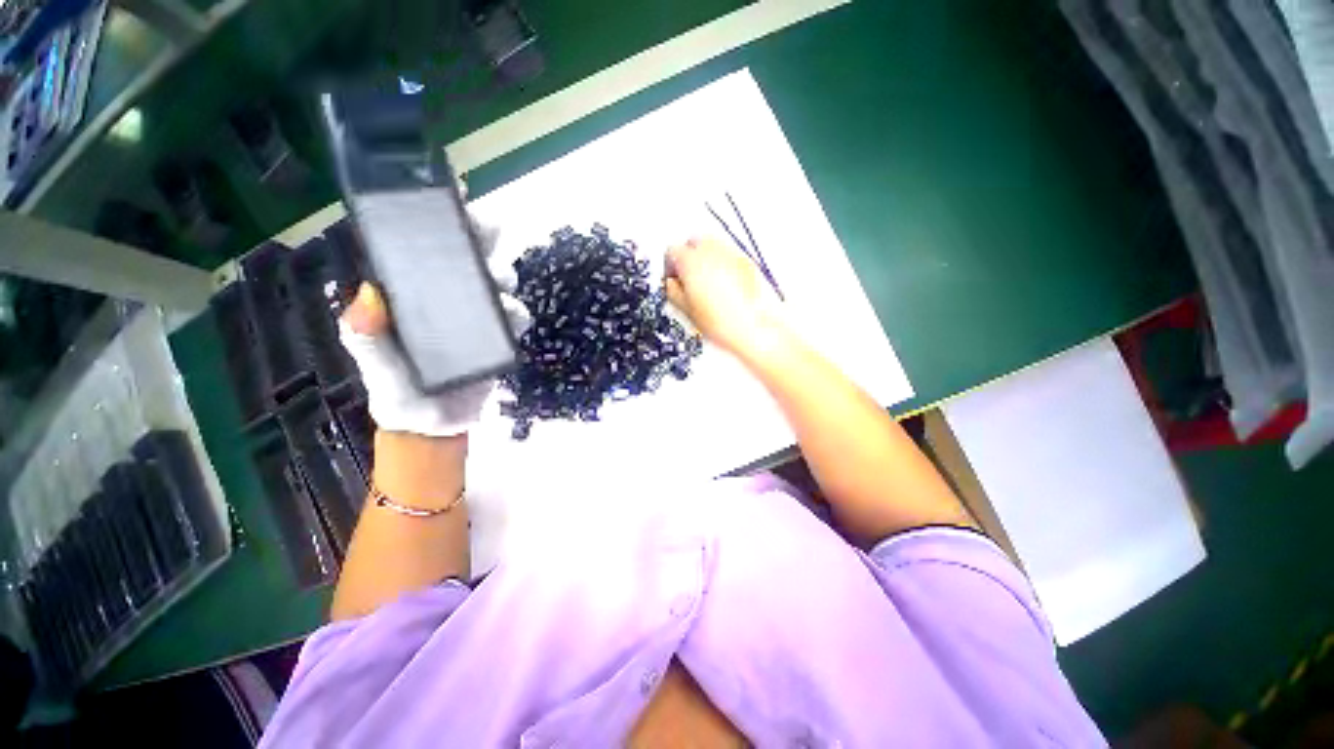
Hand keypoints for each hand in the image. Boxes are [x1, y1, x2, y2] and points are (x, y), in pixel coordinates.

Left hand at [340, 225, 529, 437]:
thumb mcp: (375, 367)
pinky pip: (515, 316)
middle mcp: (447, 298)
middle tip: (491, 230)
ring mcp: (477, 316)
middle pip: (470, 257)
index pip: (424, 249)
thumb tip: (368, 297)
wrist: (434, 426)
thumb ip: (368, 338)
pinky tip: (512, 318)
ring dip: (503, 275)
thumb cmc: (399, 392)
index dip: (440, 220)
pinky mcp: (499, 336)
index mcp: (413, 296)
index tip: (453, 193)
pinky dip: (517, 312)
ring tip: (499, 283)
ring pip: (498, 282)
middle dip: (483, 237)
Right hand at [664, 236, 782, 357]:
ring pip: (712, 245)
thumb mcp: (685, 310)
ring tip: (707, 283)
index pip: (671, 252)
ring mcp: (731, 253)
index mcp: (690, 260)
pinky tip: (724, 285)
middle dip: (688, 257)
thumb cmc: (721, 322)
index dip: (669, 267)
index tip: (673, 280)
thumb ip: (672, 291)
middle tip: (688, 278)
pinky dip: (723, 264)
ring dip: (706, 258)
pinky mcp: (747, 261)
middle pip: (693, 241)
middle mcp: (711, 250)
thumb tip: (671, 284)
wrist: (752, 328)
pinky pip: (728, 255)